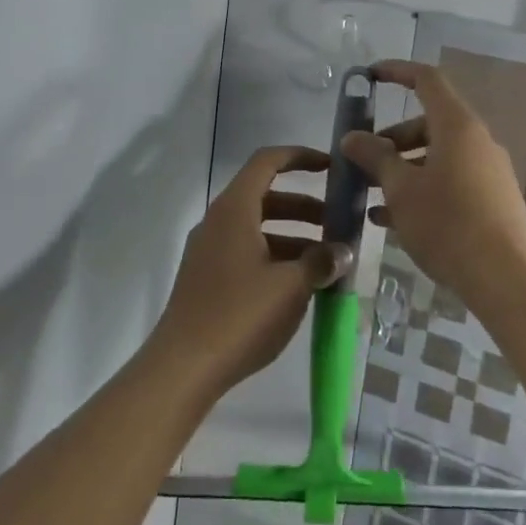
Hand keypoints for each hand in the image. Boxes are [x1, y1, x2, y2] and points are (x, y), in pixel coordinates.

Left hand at [147, 145, 352, 401]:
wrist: (183, 367)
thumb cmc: (239, 315)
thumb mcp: (291, 287)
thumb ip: (321, 262)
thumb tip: (343, 251)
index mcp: (234, 209)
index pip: (267, 162)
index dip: (300, 157)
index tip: (330, 167)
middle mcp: (218, 221)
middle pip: (265, 196)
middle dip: (304, 205)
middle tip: (337, 223)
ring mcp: (209, 250)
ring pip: (257, 227)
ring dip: (293, 234)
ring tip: (327, 259)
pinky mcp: (207, 278)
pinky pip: (247, 251)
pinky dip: (275, 255)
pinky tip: (299, 284)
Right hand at [340, 61, 525, 314]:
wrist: (505, 279)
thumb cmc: (447, 224)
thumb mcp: (401, 189)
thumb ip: (375, 157)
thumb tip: (351, 137)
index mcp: (457, 126)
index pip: (426, 80)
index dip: (396, 72)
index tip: (369, 77)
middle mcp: (477, 141)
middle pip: (430, 123)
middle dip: (392, 137)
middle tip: (363, 159)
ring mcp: (488, 171)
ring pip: (438, 156)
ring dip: (404, 167)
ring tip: (371, 194)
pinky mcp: (493, 200)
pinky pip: (451, 181)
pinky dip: (423, 189)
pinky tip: (393, 220)